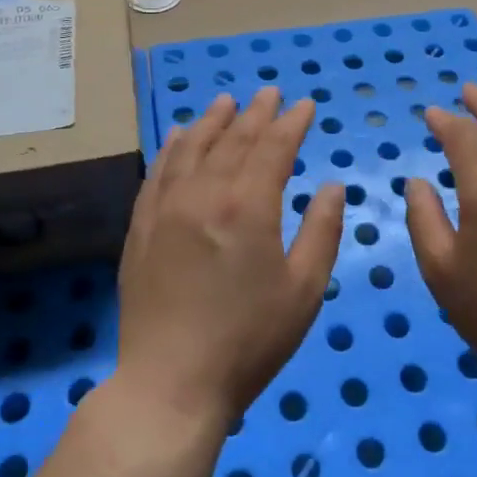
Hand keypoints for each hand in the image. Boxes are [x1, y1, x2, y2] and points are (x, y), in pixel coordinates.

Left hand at [116, 88, 344, 429]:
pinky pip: (158, 171)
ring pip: (192, 147)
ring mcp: (167, 207)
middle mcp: (205, 192)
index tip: (306, 105)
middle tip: (271, 92)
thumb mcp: (303, 290)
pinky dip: (173, 147)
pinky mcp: (142, 226)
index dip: (292, 123)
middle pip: (234, 139)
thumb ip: (322, 231)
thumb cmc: (248, 340)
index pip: (274, 147)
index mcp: (248, 205)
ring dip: (213, 120)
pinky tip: (180, 135)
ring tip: (227, 101)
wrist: (170, 383)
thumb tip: (334, 185)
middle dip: (256, 113)